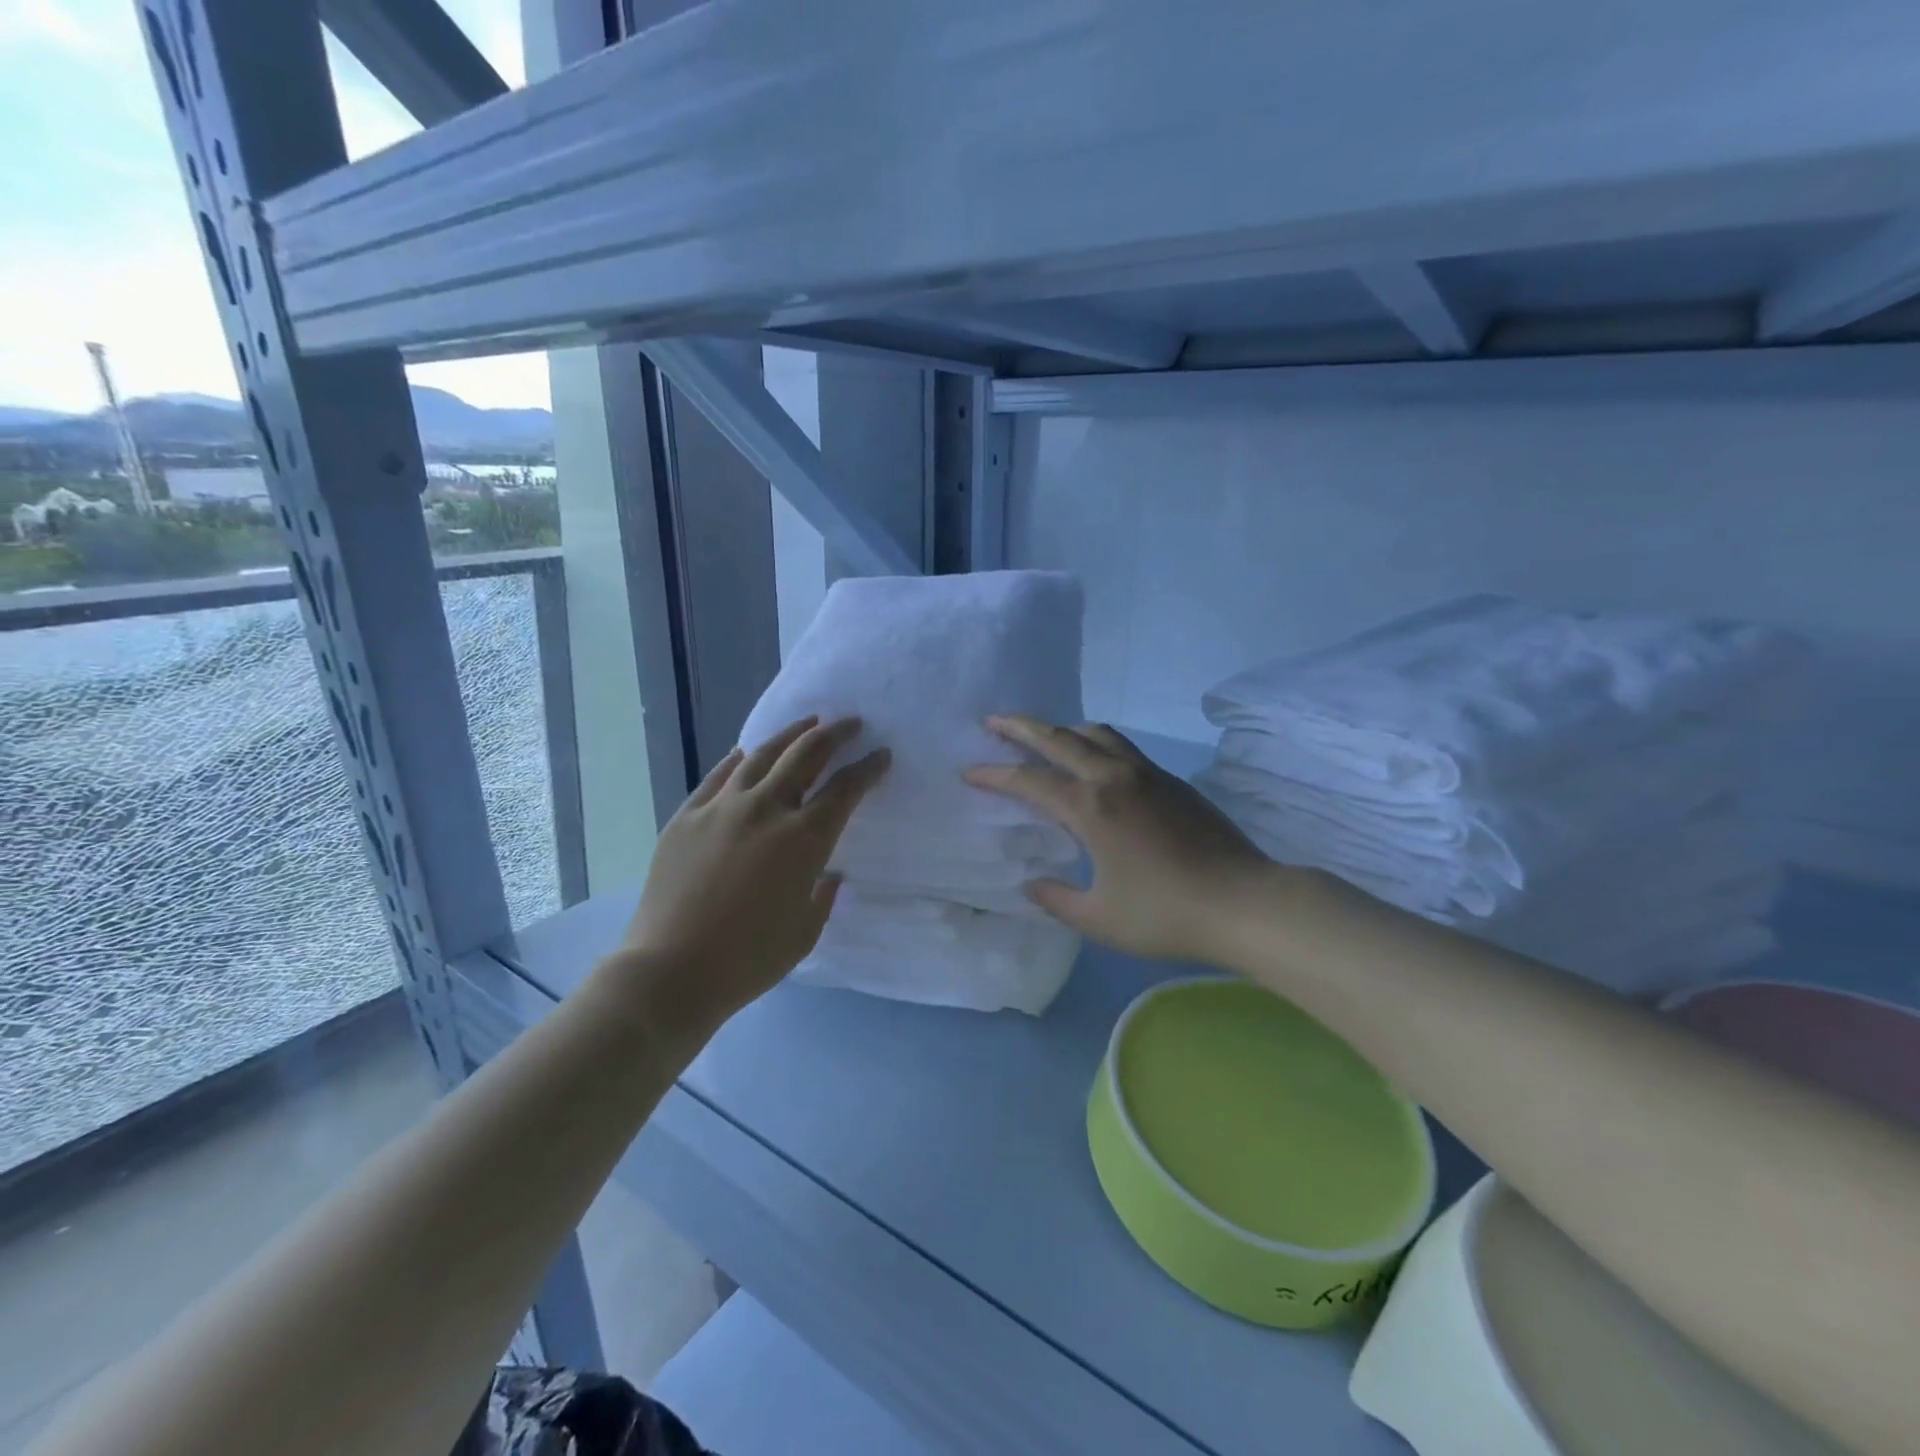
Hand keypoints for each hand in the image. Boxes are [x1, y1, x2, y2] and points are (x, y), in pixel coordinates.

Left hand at [621, 716, 889, 1028]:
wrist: (671, 970)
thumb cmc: (749, 959)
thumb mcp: (805, 931)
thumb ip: (822, 895)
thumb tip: (825, 874)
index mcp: (804, 839)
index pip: (845, 789)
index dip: (868, 768)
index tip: (881, 755)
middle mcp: (766, 809)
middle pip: (806, 755)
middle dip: (834, 734)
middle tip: (851, 723)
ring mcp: (722, 807)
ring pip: (762, 754)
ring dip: (790, 735)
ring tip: (807, 723)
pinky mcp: (687, 815)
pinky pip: (719, 776)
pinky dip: (739, 760)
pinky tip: (746, 753)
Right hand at [963, 716, 1272, 962]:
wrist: (1243, 902)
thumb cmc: (1165, 914)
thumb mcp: (1099, 918)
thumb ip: (1057, 899)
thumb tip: (1032, 884)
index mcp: (1091, 809)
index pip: (1030, 781)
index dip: (995, 775)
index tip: (969, 771)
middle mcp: (1115, 778)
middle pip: (1059, 739)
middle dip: (1021, 728)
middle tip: (993, 722)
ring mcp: (1148, 775)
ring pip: (1098, 734)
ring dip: (1064, 729)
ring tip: (1046, 736)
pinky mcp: (1172, 782)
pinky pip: (1124, 747)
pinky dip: (1097, 743)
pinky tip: (1096, 763)